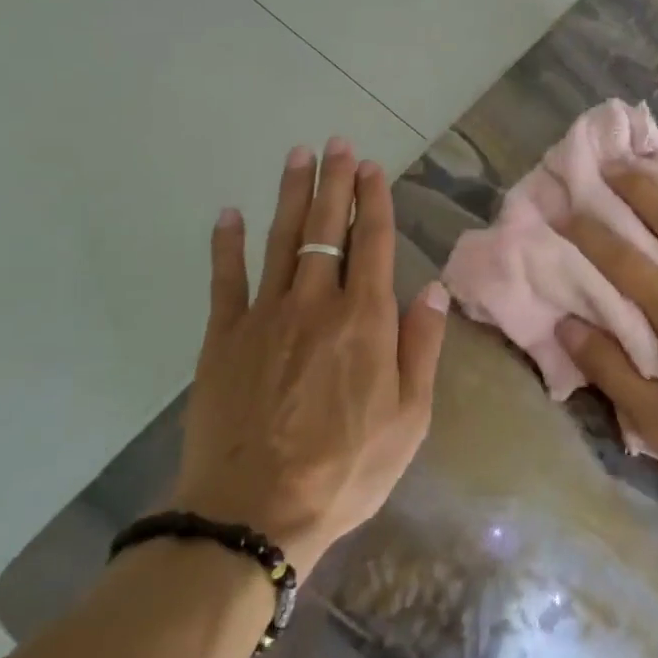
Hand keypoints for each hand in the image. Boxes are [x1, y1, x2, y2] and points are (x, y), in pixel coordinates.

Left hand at [172, 139, 448, 577]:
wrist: (254, 514)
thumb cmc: (346, 469)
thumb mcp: (409, 418)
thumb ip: (422, 346)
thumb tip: (434, 288)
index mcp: (365, 320)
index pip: (373, 242)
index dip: (373, 200)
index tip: (371, 167)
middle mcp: (316, 303)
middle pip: (326, 228)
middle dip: (334, 182)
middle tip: (336, 144)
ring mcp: (265, 316)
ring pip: (281, 239)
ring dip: (291, 194)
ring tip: (297, 156)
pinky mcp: (223, 337)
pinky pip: (225, 280)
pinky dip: (227, 244)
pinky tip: (229, 214)